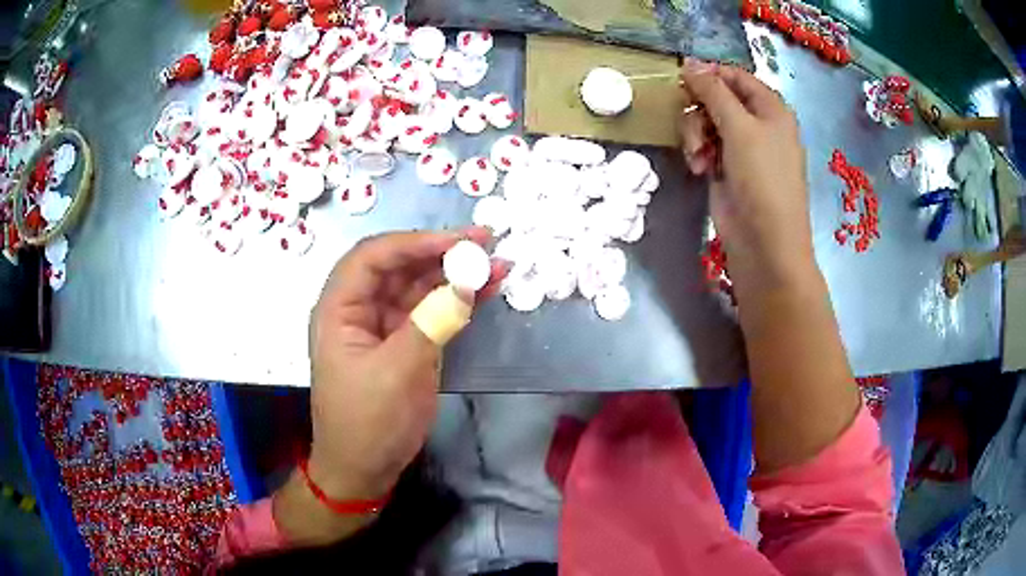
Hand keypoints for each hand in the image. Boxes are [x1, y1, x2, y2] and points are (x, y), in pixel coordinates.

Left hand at [305, 229, 502, 501]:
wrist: (365, 470)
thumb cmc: (368, 423)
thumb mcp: (398, 372)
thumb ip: (432, 321)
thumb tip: (467, 281)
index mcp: (339, 309)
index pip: (372, 257)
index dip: (415, 242)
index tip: (458, 241)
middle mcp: (359, 309)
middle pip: (398, 267)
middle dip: (441, 252)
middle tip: (486, 242)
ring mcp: (383, 326)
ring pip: (418, 287)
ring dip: (455, 274)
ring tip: (497, 265)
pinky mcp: (405, 343)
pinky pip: (430, 312)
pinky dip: (456, 301)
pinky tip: (485, 291)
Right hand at [679, 60, 814, 290]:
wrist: (764, 241)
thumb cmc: (762, 178)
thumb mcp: (739, 127)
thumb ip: (713, 91)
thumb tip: (689, 62)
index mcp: (770, 108)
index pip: (735, 76)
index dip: (709, 74)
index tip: (682, 79)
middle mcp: (757, 123)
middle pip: (716, 97)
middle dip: (699, 109)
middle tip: (693, 124)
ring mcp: (741, 147)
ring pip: (705, 121)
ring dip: (695, 133)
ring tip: (698, 155)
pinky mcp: (725, 167)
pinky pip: (704, 145)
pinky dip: (698, 152)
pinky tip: (699, 168)